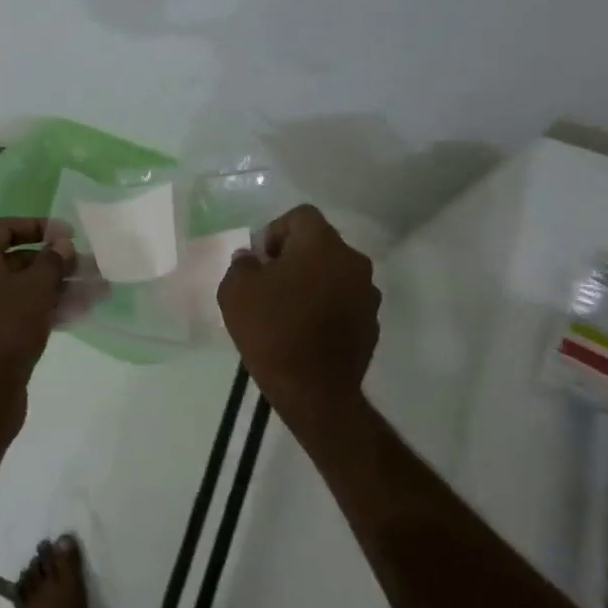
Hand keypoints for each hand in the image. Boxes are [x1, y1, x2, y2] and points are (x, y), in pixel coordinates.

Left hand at [0, 217, 74, 435]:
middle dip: (52, 262)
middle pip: (13, 259)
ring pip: (17, 288)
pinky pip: (13, 311)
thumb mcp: (36, 288)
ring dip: (53, 287)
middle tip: (84, 266)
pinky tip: (75, 313)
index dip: (39, 226)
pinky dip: (40, 308)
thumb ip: (52, 261)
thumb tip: (61, 244)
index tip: (69, 234)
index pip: (4, 228)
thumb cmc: (7, 327)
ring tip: (91, 291)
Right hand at [218, 204, 379, 436]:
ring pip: (334, 273)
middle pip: (320, 244)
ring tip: (288, 309)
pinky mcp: (372, 323)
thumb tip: (253, 260)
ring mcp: (368, 294)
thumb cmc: (271, 330)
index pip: (300, 216)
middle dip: (294, 257)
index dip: (275, 232)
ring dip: (313, 281)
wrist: (314, 391)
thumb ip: (242, 264)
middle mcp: (352, 261)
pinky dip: (327, 306)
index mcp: (321, 244)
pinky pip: (344, 301)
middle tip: (270, 283)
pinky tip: (306, 331)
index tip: (261, 261)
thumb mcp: (235, 290)